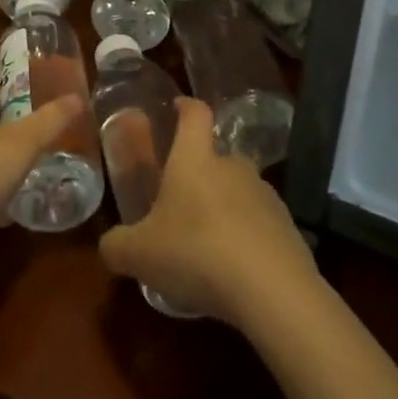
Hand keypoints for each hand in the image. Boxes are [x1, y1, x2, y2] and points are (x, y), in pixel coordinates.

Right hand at [99, 97, 313, 324]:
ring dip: (225, 208)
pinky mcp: (289, 229)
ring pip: (240, 191)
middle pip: (217, 156)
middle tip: (182, 200)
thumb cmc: (196, 253)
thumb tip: (108, 246)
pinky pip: (261, 225)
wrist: (273, 292)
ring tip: (208, 244)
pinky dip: (247, 239)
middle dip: (202, 172)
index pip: (194, 114)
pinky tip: (235, 271)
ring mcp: (265, 196)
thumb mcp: (140, 254)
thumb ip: (117, 246)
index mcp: (195, 159)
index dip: (185, 106)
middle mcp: (232, 166)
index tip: (177, 106)